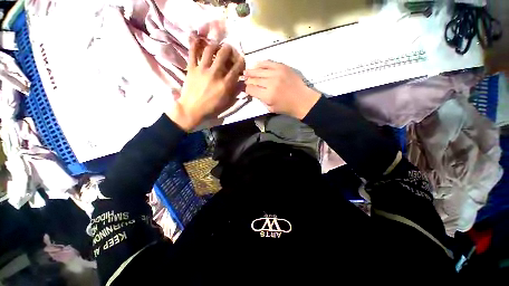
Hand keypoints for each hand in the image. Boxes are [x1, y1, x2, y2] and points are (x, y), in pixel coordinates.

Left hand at [167, 39, 244, 130]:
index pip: (236, 68)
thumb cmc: (211, 107)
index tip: (241, 60)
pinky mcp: (191, 68)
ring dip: (214, 45)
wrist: (192, 109)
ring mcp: (202, 70)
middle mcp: (215, 74)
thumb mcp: (227, 102)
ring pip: (209, 50)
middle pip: (223, 54)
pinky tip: (199, 41)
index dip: (241, 62)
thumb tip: (241, 82)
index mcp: (225, 84)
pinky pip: (192, 52)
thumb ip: (235, 91)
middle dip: (229, 49)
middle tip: (229, 49)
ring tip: (216, 46)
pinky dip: (195, 44)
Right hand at [244, 61, 320, 119]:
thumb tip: (253, 91)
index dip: (244, 88)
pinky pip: (268, 62)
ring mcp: (277, 73)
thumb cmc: (286, 107)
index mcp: (268, 95)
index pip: (251, 89)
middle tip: (243, 79)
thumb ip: (260, 99)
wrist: (302, 100)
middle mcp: (271, 83)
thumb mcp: (270, 108)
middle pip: (254, 79)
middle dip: (247, 79)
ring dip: (251, 71)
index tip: (242, 88)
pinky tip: (256, 65)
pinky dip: (261, 63)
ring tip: (246, 72)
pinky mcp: (282, 67)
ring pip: (259, 70)